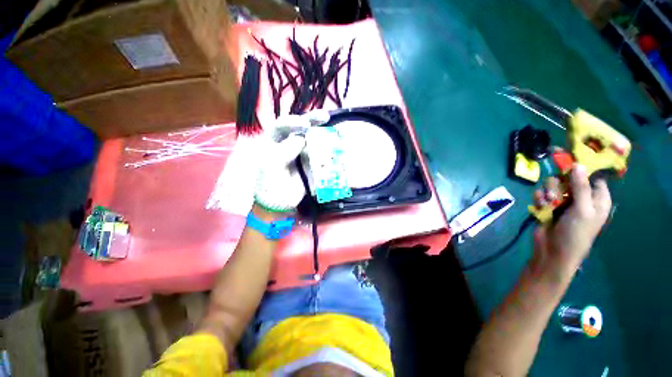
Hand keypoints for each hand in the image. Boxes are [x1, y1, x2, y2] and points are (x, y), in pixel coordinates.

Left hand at [254, 110, 329, 212]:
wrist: (278, 203)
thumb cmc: (268, 184)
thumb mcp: (270, 166)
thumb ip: (284, 151)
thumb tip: (301, 139)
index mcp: (273, 142)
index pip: (282, 126)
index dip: (293, 122)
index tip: (305, 124)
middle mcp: (287, 144)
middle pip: (300, 129)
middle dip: (312, 121)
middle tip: (325, 117)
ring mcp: (300, 154)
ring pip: (312, 140)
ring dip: (322, 134)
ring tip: (334, 129)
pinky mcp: (310, 164)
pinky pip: (319, 154)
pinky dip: (327, 149)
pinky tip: (335, 145)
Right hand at [532, 164, 611, 270]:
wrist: (552, 252)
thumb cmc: (575, 233)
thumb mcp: (582, 210)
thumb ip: (581, 187)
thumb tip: (579, 164)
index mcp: (597, 198)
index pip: (593, 176)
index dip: (583, 168)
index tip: (570, 161)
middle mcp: (581, 197)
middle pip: (569, 177)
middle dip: (560, 184)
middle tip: (557, 194)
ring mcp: (563, 202)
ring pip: (552, 185)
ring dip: (548, 192)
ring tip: (547, 203)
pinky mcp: (547, 206)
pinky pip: (541, 193)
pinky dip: (539, 199)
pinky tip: (540, 206)